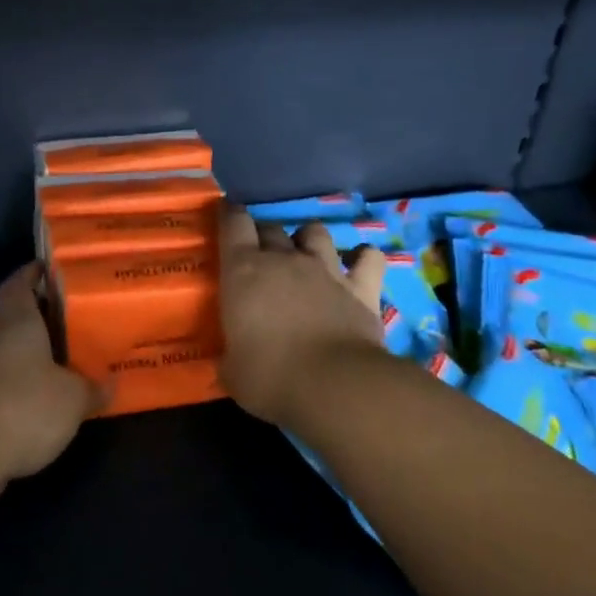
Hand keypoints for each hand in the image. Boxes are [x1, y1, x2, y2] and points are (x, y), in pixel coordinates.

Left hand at [0, 263, 99, 485]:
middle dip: (43, 319)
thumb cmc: (25, 406)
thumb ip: (93, 389)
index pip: (18, 283)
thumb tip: (111, 384)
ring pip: (9, 352)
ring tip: (67, 364)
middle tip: (76, 323)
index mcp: (17, 321)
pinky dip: (21, 387)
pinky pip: (2, 383)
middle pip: (15, 317)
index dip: (32, 274)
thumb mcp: (73, 399)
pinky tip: (45, 403)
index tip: (52, 270)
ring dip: (32, 356)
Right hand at [218, 204, 387, 425]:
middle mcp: (284, 259)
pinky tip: (359, 264)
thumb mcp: (232, 372)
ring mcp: (326, 269)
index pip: (233, 224)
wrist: (335, 385)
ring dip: (308, 238)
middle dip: (264, 234)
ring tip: (306, 254)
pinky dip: (363, 257)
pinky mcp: (361, 287)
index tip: (227, 210)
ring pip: (316, 232)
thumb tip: (227, 360)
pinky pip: (368, 258)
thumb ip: (228, 357)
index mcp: (244, 271)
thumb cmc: (270, 377)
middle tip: (260, 252)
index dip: (229, 213)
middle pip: (272, 227)